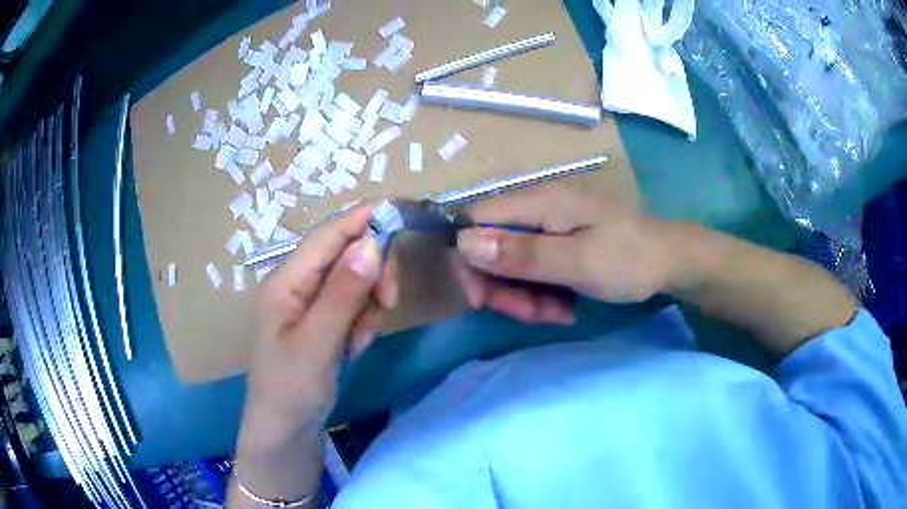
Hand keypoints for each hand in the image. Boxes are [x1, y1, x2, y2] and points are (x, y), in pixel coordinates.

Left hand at [244, 206, 398, 435]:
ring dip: (369, 305)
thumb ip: (343, 293)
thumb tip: (371, 242)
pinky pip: (356, 306)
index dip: (362, 218)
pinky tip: (354, 348)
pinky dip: (363, 323)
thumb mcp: (317, 343)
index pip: (328, 235)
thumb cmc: (291, 388)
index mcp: (287, 280)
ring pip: (357, 281)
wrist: (286, 430)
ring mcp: (312, 303)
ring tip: (360, 340)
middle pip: (347, 253)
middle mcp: (299, 283)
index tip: (401, 211)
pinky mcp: (325, 321)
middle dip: (373, 273)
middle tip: (389, 300)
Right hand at [452, 184, 676, 322]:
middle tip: (529, 314)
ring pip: (511, 263)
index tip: (483, 299)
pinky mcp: (560, 242)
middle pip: (490, 245)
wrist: (671, 262)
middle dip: (502, 287)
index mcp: (539, 202)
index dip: (468, 260)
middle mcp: (537, 208)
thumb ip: (523, 254)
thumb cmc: (630, 260)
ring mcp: (549, 226)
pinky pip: (533, 269)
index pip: (474, 220)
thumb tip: (462, 242)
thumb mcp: (579, 263)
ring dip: (525, 296)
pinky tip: (564, 306)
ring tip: (557, 313)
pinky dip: (541, 293)